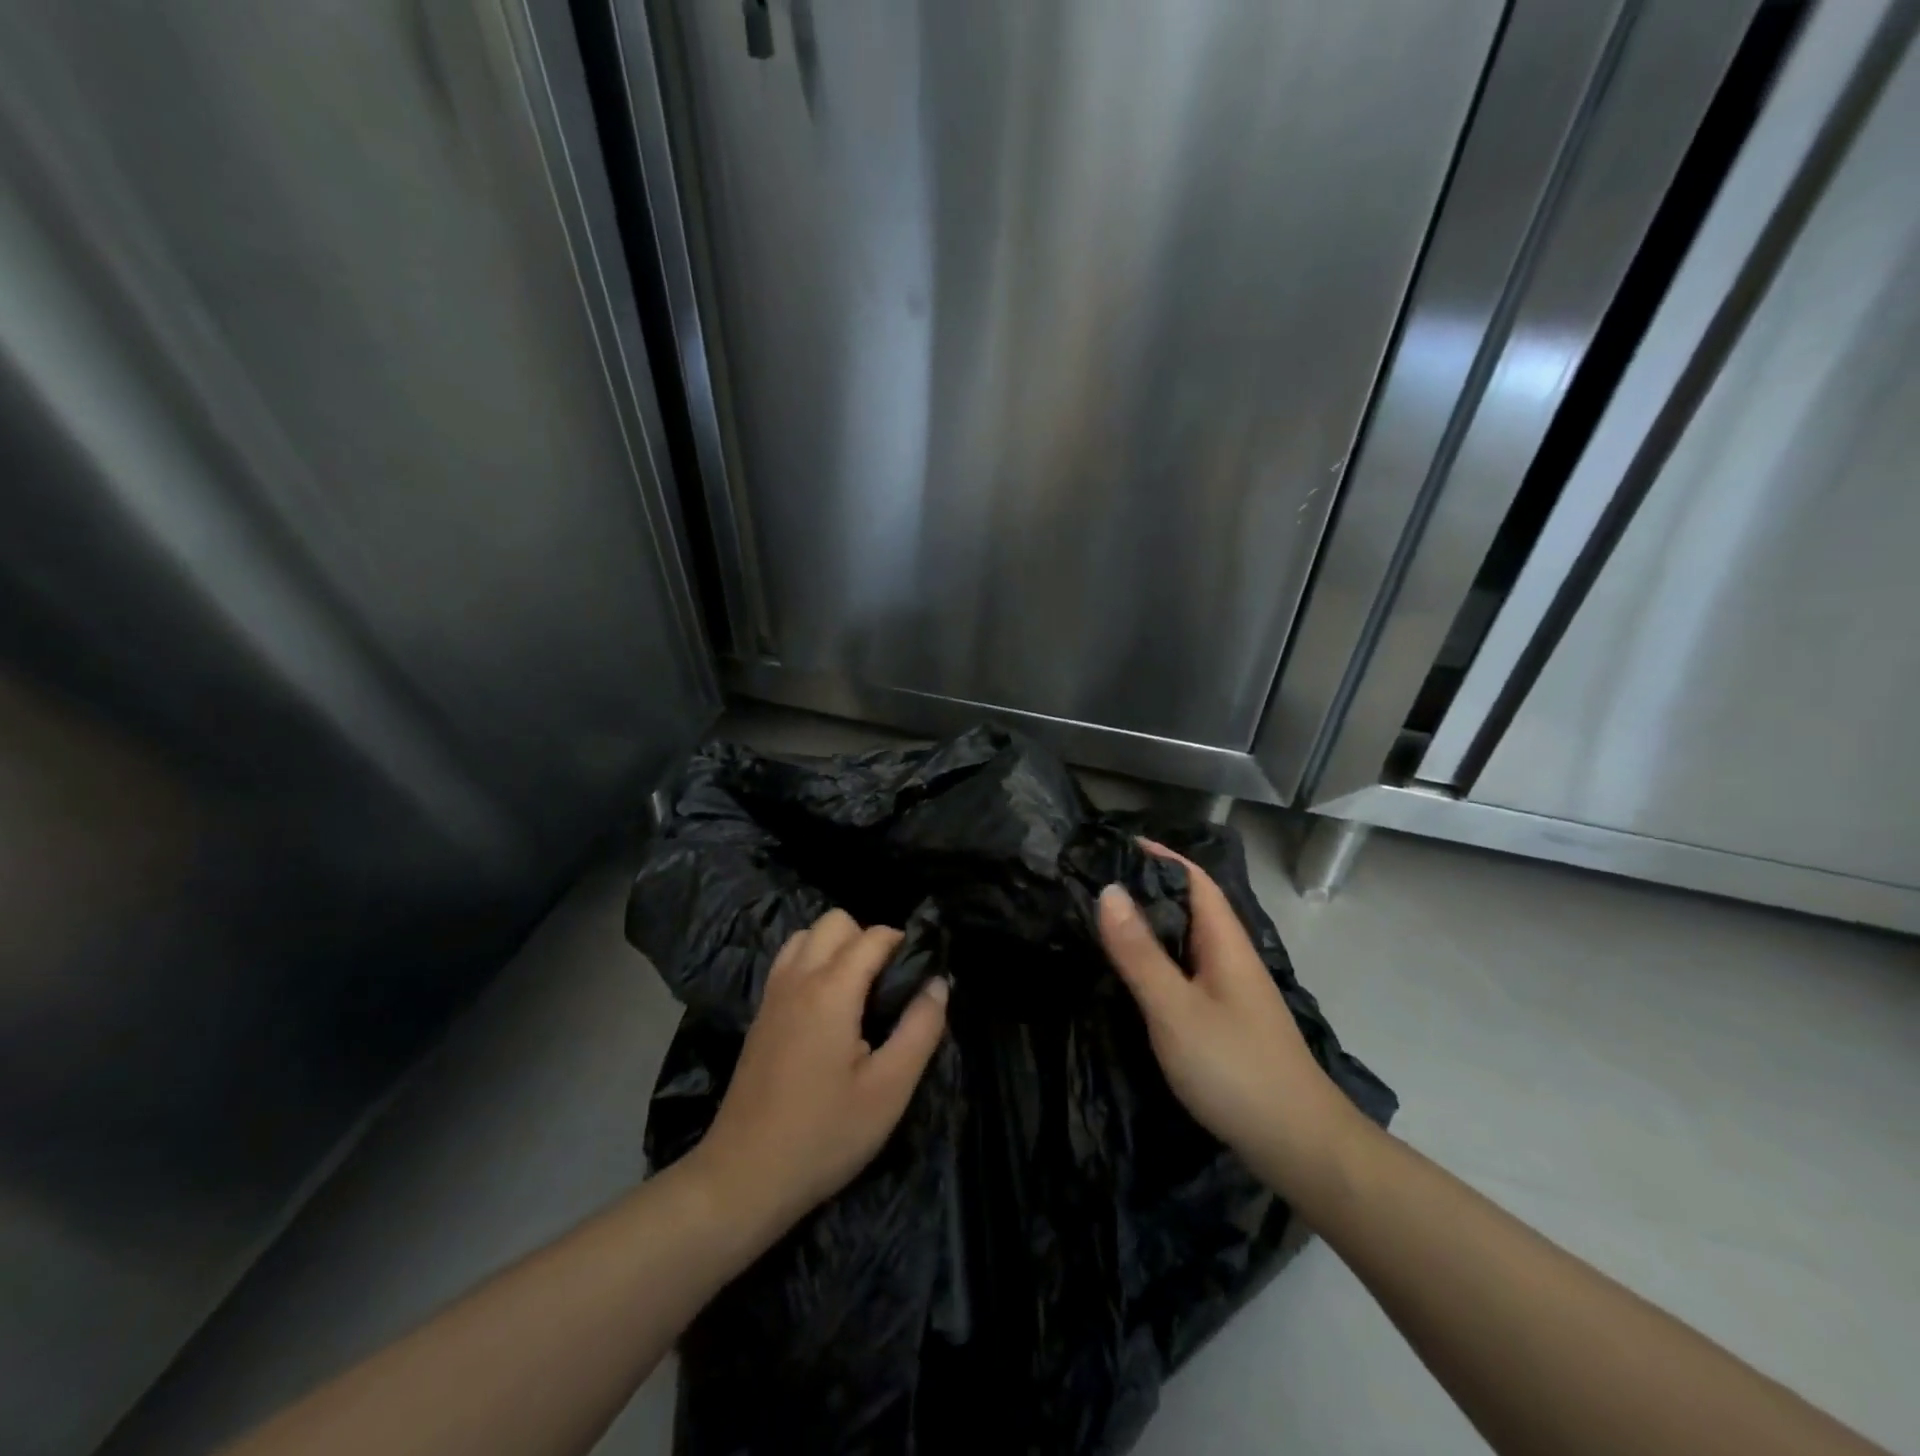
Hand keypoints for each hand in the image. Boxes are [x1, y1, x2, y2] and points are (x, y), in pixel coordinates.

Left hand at [685, 910, 948, 1238]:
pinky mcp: (760, 1015)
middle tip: (889, 985)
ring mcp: (772, 995)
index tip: (922, 971)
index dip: (903, 943)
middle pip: (835, 921)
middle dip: (867, 938)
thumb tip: (937, 984)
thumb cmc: (825, 1135)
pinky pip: (789, 962)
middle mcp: (797, 978)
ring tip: (859, 992)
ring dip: (836, 947)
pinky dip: (812, 962)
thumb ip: (920, 1029)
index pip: (873, 936)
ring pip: (806, 936)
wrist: (744, 1177)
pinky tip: (828, 1009)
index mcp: (831, 990)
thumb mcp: (889, 1089)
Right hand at [1097, 842, 1361, 1197]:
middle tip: (1094, 881)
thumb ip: (1140, 952)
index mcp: (1225, 943)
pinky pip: (1186, 970)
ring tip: (1103, 919)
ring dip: (1151, 923)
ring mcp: (1231, 990)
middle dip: (1148, 887)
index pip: (1194, 879)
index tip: (1115, 846)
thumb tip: (1109, 890)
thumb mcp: (1175, 1009)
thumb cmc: (1235, 1068)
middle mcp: (1231, 957)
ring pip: (1187, 940)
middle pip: (1190, 906)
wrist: (1299, 1146)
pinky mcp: (1226, 1019)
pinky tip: (1134, 973)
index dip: (1159, 857)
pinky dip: (1158, 958)